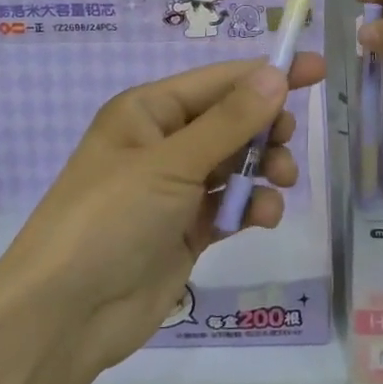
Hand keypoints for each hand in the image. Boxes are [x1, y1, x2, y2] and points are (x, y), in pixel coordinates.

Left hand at [0, 54, 325, 375]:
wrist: (66, 315)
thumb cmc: (111, 218)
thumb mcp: (172, 163)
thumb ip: (230, 121)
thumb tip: (276, 74)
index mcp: (148, 111)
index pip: (219, 81)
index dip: (268, 74)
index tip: (316, 68)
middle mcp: (163, 143)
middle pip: (231, 121)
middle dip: (266, 128)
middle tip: (286, 141)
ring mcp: (175, 189)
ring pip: (236, 164)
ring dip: (264, 169)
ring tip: (281, 184)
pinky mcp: (187, 230)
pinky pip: (231, 205)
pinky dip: (251, 207)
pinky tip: (263, 218)